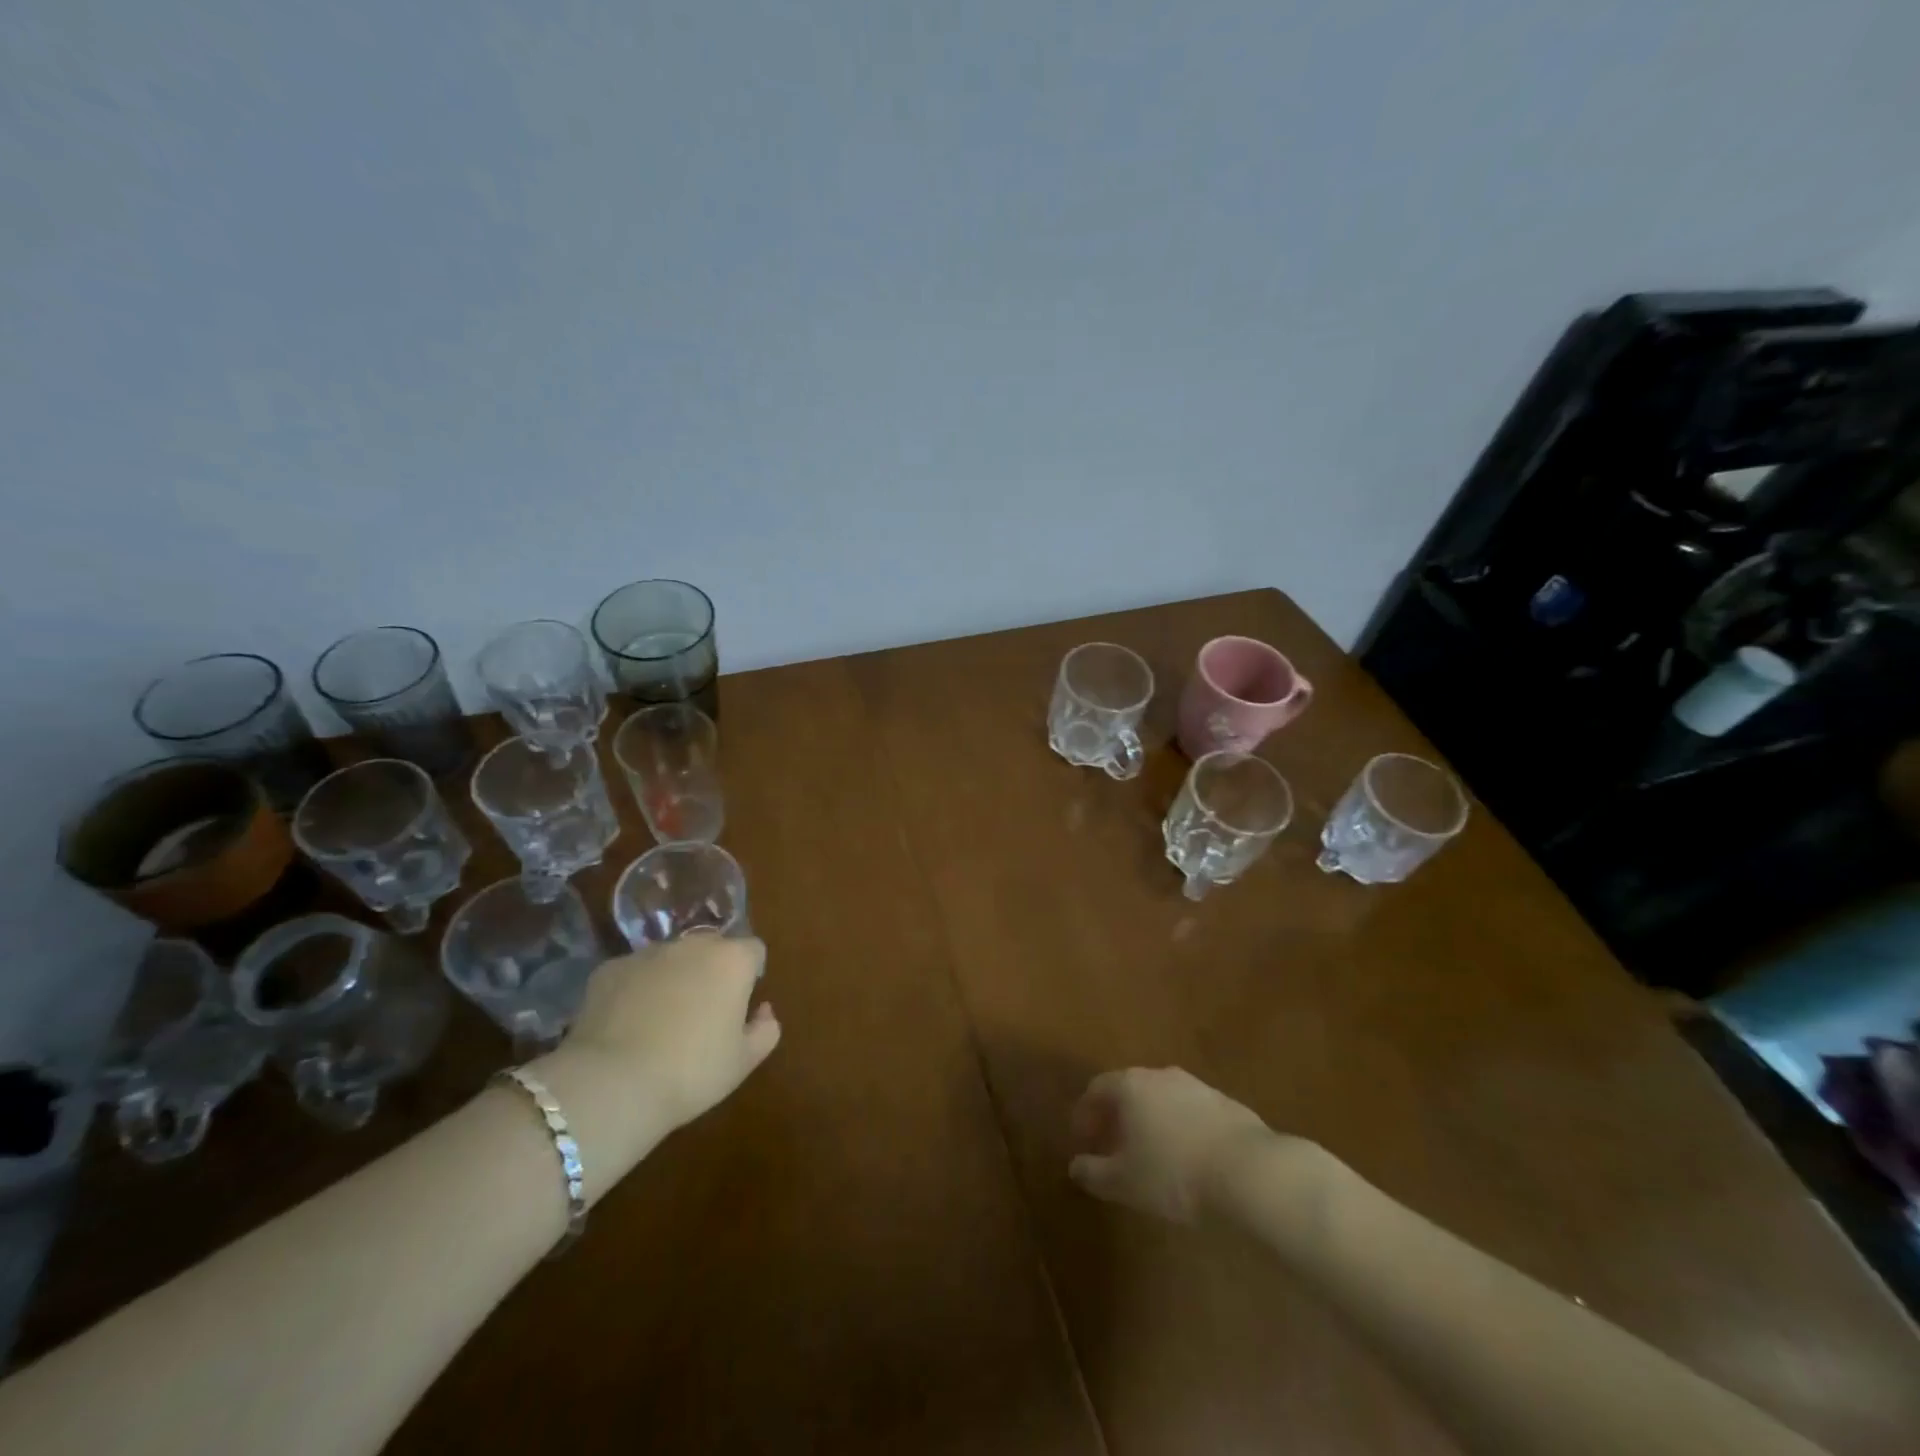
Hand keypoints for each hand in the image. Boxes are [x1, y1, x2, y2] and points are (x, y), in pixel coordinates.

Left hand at [527, 936, 779, 1200]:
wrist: (612, 1085)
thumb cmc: (691, 1072)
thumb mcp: (743, 1062)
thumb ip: (765, 1030)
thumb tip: (763, 1011)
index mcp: (732, 961)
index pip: (753, 951)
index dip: (750, 975)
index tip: (740, 1005)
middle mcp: (692, 945)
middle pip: (711, 948)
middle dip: (711, 971)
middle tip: (703, 1013)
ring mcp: (647, 954)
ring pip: (670, 959)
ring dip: (673, 978)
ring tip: (661, 1021)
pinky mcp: (610, 970)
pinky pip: (633, 974)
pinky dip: (635, 990)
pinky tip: (627, 1026)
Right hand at [1068, 1067, 1274, 1222]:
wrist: (1248, 1171)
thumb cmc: (1174, 1173)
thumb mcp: (1124, 1182)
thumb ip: (1094, 1172)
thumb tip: (1075, 1166)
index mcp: (1130, 1085)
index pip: (1097, 1088)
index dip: (1085, 1113)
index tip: (1082, 1139)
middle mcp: (1160, 1076)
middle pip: (1130, 1089)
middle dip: (1117, 1115)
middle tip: (1112, 1144)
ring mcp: (1196, 1086)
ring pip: (1162, 1099)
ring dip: (1150, 1120)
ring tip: (1150, 1153)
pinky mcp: (1225, 1103)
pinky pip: (1190, 1111)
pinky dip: (1179, 1127)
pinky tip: (1186, 1156)